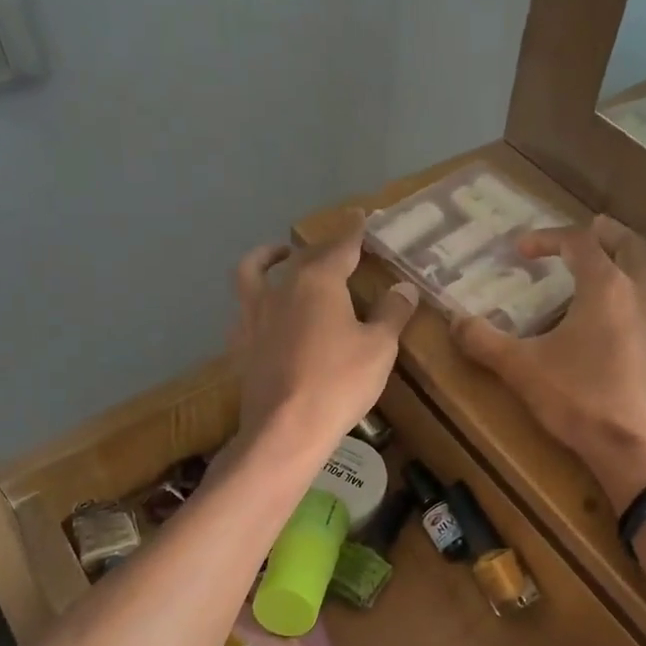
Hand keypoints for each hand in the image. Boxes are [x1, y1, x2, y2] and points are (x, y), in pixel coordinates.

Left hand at [229, 213, 417, 458]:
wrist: (286, 428)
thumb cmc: (339, 383)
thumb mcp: (379, 348)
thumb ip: (392, 313)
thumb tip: (403, 287)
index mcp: (318, 281)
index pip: (340, 246)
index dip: (353, 231)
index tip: (360, 216)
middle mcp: (282, 288)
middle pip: (302, 257)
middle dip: (322, 248)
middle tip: (338, 247)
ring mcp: (255, 314)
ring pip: (256, 272)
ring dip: (268, 257)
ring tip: (279, 256)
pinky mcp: (242, 343)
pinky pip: (244, 308)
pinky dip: (255, 300)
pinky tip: (264, 312)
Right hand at [449, 217, 645, 513]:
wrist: (642, 451)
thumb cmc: (581, 402)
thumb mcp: (522, 371)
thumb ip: (485, 342)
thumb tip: (454, 321)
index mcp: (606, 287)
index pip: (580, 243)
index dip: (549, 238)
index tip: (522, 249)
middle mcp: (642, 293)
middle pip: (631, 244)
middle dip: (606, 233)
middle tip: (587, 231)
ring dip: (633, 258)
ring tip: (613, 265)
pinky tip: (630, 317)